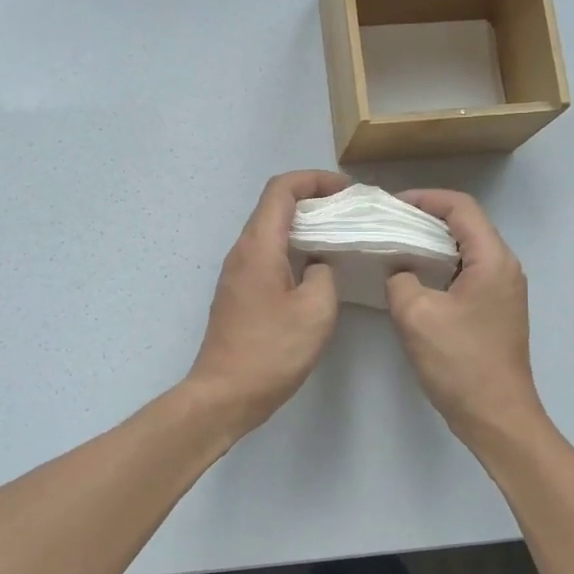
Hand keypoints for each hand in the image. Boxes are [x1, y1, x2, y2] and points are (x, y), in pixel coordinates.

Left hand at [187, 170, 348, 432]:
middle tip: (349, 214)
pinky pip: (266, 255)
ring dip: (302, 227)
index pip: (281, 189)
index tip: (346, 192)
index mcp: (258, 246)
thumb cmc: (271, 351)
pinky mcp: (237, 293)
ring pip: (269, 232)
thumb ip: (323, 275)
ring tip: (338, 238)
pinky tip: (315, 270)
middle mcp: (241, 251)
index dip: (314, 180)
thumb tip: (317, 265)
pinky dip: (292, 250)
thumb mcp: (315, 311)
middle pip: (274, 207)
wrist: (224, 394)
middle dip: (312, 201)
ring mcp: (235, 273)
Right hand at [385, 189, 545, 439]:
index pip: (461, 207)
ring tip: (394, 247)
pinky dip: (439, 266)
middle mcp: (504, 267)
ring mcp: (502, 290)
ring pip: (464, 250)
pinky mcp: (495, 310)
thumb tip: (399, 270)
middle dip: (425, 218)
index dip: (425, 198)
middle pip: (465, 225)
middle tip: (387, 224)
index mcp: (493, 260)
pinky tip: (412, 279)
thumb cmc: (460, 362)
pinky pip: (465, 273)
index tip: (391, 205)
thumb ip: (400, 280)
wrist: (496, 416)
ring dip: (431, 244)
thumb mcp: (416, 315)